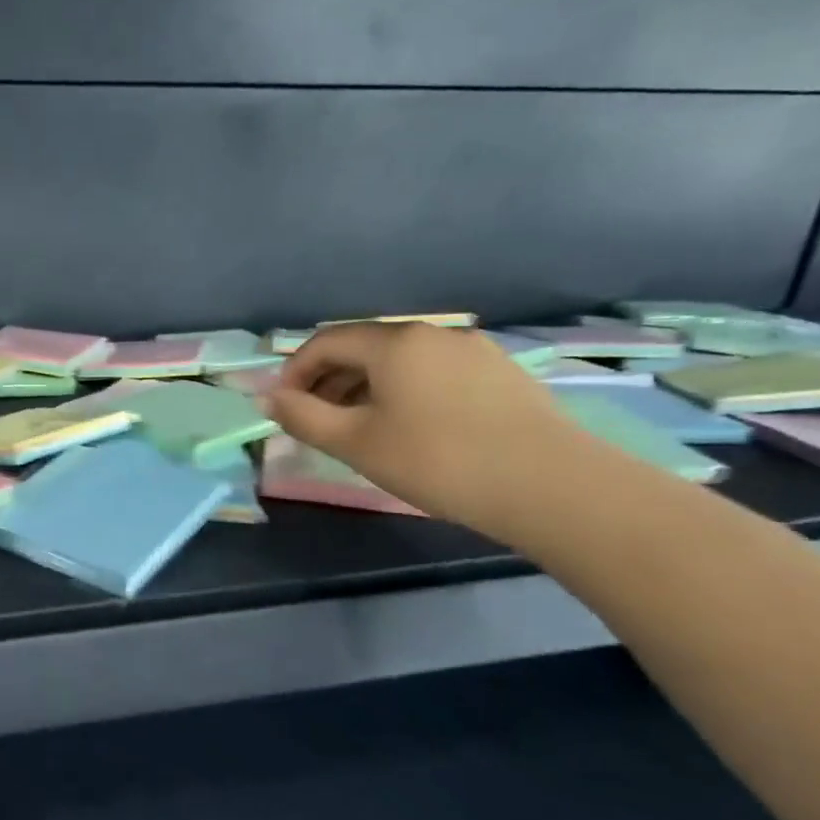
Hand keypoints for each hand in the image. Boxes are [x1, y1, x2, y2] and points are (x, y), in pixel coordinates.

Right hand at [265, 324, 582, 530]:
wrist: (551, 485)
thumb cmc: (436, 460)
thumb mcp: (355, 443)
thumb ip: (302, 416)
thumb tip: (269, 398)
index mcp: (393, 342)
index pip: (325, 341)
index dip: (294, 371)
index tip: (283, 407)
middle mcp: (432, 333)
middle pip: (363, 348)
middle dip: (328, 381)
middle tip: (315, 421)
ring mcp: (472, 351)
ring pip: (400, 362)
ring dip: (365, 387)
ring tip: (359, 428)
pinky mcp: (501, 373)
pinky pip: (434, 373)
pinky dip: (405, 392)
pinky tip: (412, 428)